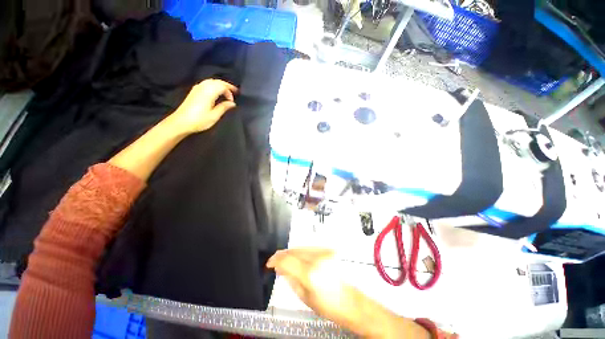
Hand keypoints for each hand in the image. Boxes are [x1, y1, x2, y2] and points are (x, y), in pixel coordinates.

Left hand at [171, 79, 237, 133]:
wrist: (181, 122)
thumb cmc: (199, 120)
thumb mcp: (214, 116)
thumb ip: (224, 107)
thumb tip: (232, 103)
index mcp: (208, 92)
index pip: (222, 86)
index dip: (230, 92)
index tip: (233, 101)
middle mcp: (203, 87)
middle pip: (217, 81)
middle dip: (227, 85)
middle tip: (234, 92)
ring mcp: (197, 88)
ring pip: (211, 81)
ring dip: (220, 85)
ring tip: (226, 92)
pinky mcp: (194, 91)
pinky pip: (206, 84)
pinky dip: (214, 86)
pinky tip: (216, 93)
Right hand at [267, 248, 432, 338]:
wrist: (350, 300)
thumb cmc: (327, 305)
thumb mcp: (304, 297)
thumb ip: (290, 278)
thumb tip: (280, 267)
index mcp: (310, 273)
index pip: (287, 259)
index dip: (275, 259)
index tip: (269, 263)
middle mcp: (317, 258)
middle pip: (293, 250)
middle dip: (282, 255)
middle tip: (275, 261)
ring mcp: (324, 252)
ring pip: (301, 247)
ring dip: (291, 253)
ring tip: (286, 261)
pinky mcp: (328, 250)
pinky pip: (309, 248)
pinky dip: (301, 252)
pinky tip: (298, 258)